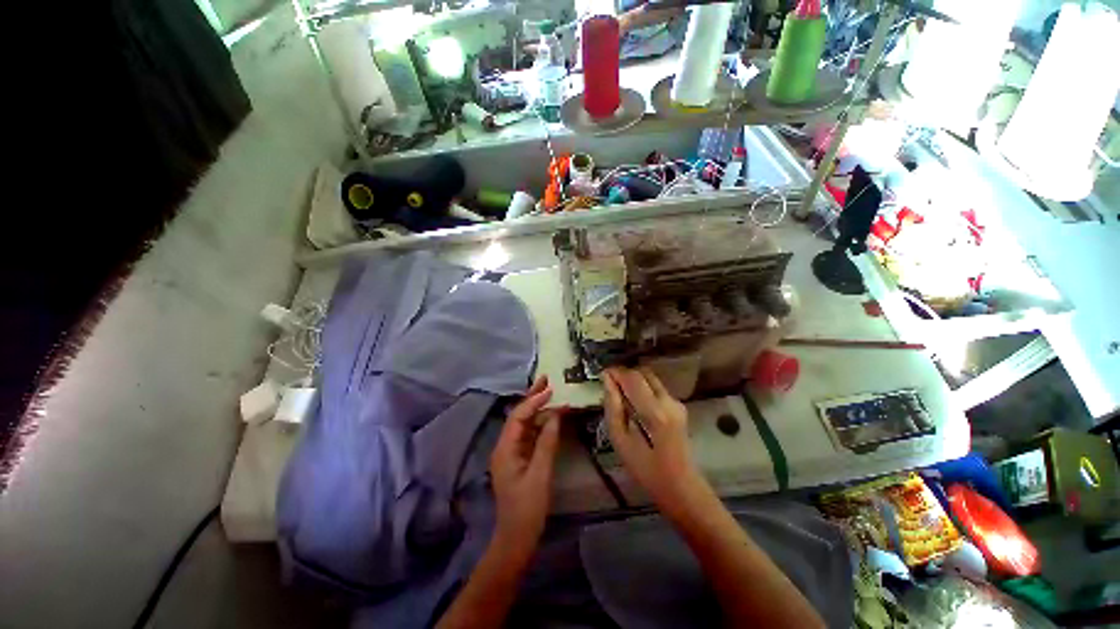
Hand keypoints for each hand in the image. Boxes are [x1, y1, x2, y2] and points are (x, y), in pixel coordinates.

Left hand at [489, 376, 561, 556]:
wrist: (516, 538)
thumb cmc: (528, 508)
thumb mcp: (541, 474)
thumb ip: (548, 442)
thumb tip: (556, 415)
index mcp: (505, 448)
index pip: (519, 416)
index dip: (534, 400)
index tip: (551, 389)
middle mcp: (505, 446)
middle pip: (518, 416)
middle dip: (532, 397)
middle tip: (546, 379)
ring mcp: (511, 452)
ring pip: (524, 424)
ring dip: (537, 409)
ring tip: (551, 392)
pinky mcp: (519, 459)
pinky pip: (529, 435)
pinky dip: (540, 423)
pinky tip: (550, 416)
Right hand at [603, 367, 709, 512]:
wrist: (681, 487)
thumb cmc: (646, 470)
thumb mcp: (621, 441)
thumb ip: (613, 407)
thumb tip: (607, 380)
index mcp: (653, 411)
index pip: (632, 378)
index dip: (615, 372)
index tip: (601, 375)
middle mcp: (668, 401)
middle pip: (643, 373)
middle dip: (624, 374)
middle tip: (609, 384)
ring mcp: (676, 402)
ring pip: (651, 378)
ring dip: (634, 380)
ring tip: (620, 393)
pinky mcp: (679, 406)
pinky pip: (657, 387)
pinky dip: (643, 387)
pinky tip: (634, 402)